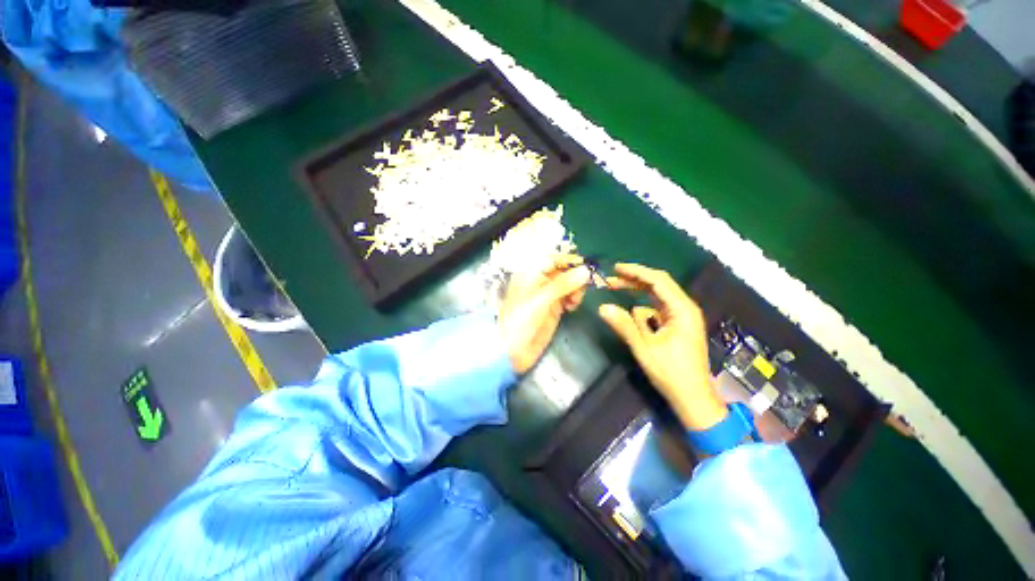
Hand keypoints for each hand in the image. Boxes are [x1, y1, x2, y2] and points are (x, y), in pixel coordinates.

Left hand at [498, 254, 590, 373]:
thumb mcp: (541, 300)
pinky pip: (569, 296)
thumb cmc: (521, 320)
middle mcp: (540, 281)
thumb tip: (585, 270)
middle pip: (564, 270)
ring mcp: (548, 294)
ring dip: (577, 289)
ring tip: (575, 301)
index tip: (586, 266)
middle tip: (583, 288)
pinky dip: (574, 299)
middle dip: (576, 276)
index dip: (570, 261)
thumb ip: (563, 284)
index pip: (553, 259)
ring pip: (569, 284)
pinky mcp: (554, 307)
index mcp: (531, 273)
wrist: (513, 350)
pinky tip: (572, 307)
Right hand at [598, 263, 727, 430]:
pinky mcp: (678, 326)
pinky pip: (657, 309)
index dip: (636, 271)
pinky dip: (643, 308)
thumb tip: (603, 307)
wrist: (694, 399)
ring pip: (657, 296)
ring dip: (637, 294)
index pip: (658, 280)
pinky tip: (631, 314)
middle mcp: (685, 308)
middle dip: (634, 281)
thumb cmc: (672, 373)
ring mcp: (682, 317)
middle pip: (658, 285)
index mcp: (682, 310)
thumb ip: (624, 325)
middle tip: (610, 280)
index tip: (616, 268)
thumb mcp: (644, 348)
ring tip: (616, 290)